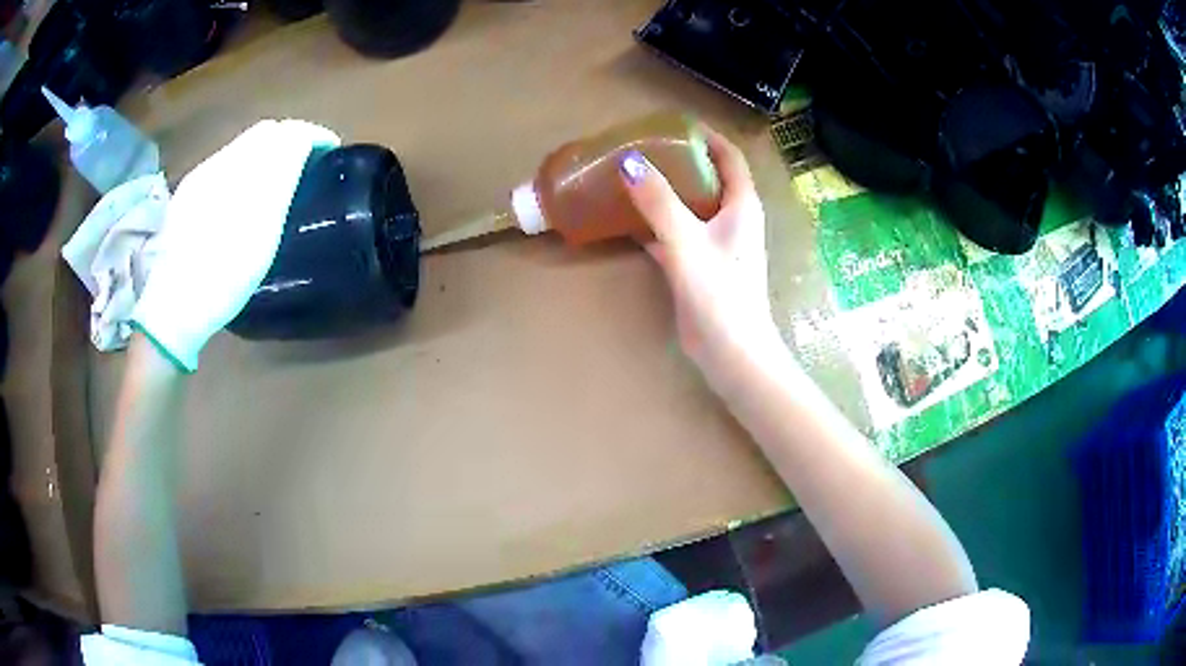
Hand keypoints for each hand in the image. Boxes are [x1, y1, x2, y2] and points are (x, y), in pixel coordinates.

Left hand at [131, 120, 339, 370]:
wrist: (174, 307)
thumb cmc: (224, 277)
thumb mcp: (264, 233)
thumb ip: (281, 182)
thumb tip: (301, 146)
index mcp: (244, 169)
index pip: (287, 132)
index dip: (313, 135)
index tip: (330, 151)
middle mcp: (222, 161)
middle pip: (264, 133)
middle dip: (291, 140)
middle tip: (308, 163)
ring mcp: (202, 176)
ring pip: (243, 147)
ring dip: (267, 153)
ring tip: (279, 179)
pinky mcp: (188, 193)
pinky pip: (225, 164)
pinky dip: (244, 168)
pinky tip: (243, 196)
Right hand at [621, 127, 782, 393]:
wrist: (730, 351)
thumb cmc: (719, 294)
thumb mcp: (686, 242)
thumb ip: (658, 202)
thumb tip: (630, 162)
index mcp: (742, 205)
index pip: (729, 156)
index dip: (706, 136)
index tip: (674, 124)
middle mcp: (734, 219)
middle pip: (709, 177)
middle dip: (680, 160)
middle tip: (644, 148)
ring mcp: (718, 243)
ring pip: (692, 205)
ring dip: (668, 190)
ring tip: (634, 176)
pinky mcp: (701, 265)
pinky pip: (679, 232)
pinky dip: (659, 222)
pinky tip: (631, 219)